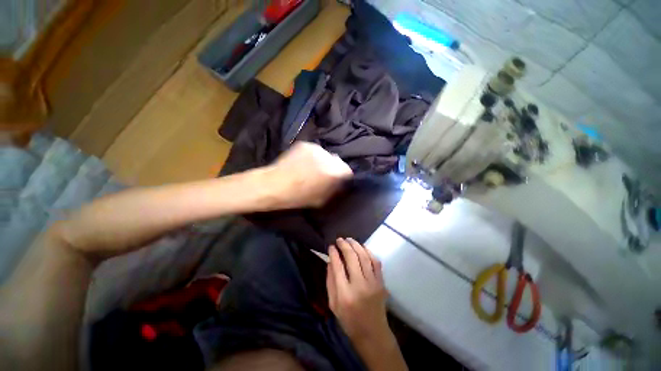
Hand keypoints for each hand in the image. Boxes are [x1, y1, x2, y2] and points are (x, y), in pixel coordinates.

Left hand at [266, 142, 352, 208]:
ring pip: (325, 155)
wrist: (274, 184)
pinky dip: (312, 156)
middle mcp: (328, 157)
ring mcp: (316, 149)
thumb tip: (341, 183)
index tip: (338, 179)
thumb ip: (335, 189)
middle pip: (338, 161)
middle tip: (324, 174)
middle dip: (334, 167)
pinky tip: (303, 162)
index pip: (348, 170)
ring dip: (323, 161)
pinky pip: (314, 151)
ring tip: (312, 168)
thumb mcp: (322, 199)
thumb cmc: (298, 197)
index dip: (344, 176)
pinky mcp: (305, 144)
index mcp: (334, 172)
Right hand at [326, 238, 388, 340]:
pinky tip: (362, 247)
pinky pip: (376, 262)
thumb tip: (330, 261)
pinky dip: (369, 252)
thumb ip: (330, 281)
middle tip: (339, 239)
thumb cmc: (349, 321)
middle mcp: (359, 286)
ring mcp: (373, 283)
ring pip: (364, 257)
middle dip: (344, 245)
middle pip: (352, 257)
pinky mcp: (381, 282)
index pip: (338, 266)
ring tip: (349, 239)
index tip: (331, 246)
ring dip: (356, 245)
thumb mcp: (333, 304)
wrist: (373, 333)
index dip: (334, 253)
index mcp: (345, 294)